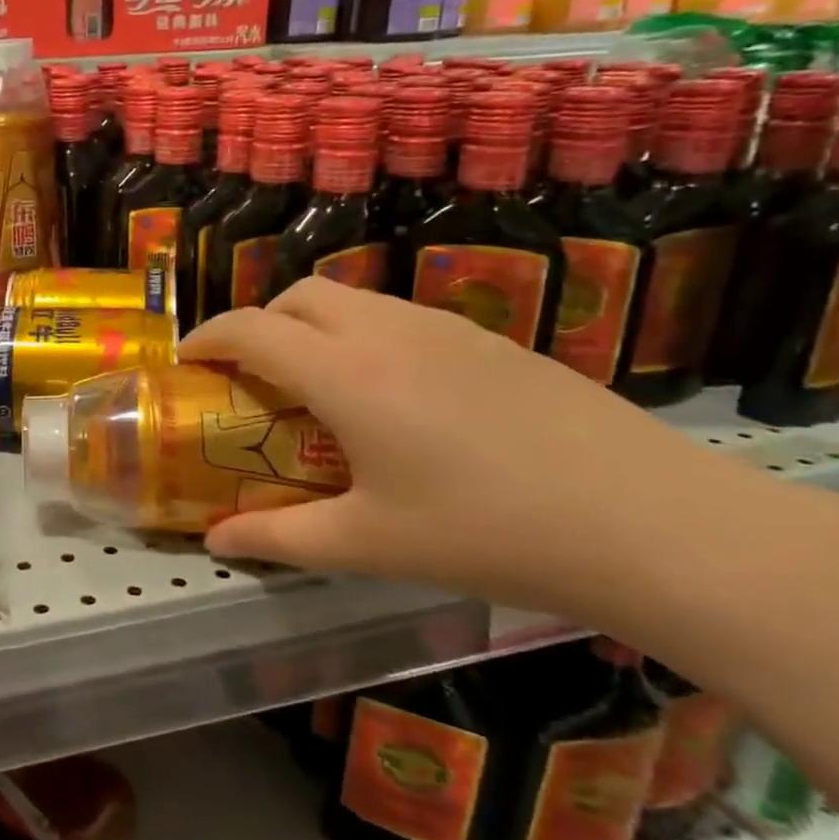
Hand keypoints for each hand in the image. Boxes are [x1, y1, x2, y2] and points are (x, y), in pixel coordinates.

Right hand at [179, 278, 821, 621]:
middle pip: (296, 295)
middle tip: (251, 375)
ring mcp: (443, 326)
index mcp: (345, 373)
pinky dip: (362, 333)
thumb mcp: (370, 544)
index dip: (207, 338)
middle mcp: (385, 331)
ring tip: (317, 383)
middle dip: (258, 322)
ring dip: (311, 324)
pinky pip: (397, 314)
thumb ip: (282, 538)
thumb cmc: (488, 533)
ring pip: (350, 298)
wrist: (651, 523)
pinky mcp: (488, 338)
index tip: (187, 363)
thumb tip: (219, 542)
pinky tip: (392, 394)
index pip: (250, 329)